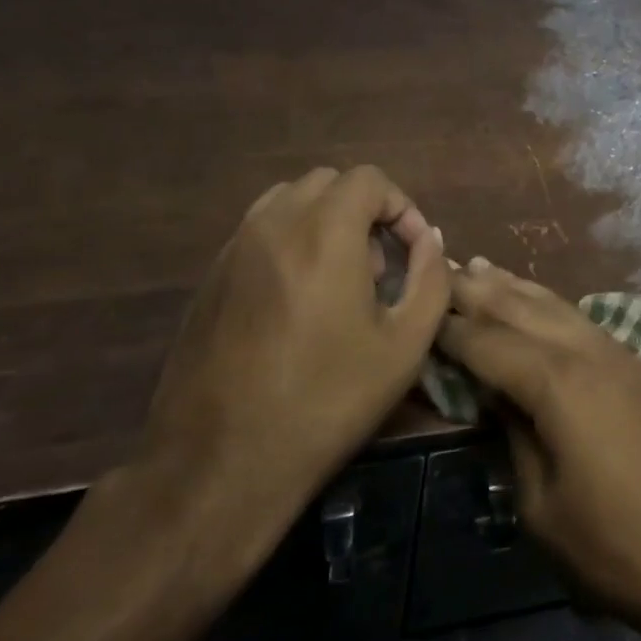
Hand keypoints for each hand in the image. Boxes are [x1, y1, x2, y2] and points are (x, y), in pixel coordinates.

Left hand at [131, 166, 448, 561]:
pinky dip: (290, 241)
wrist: (220, 461)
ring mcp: (233, 247)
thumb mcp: (404, 347)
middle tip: (378, 268)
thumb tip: (429, 239)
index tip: (412, 252)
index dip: (401, 207)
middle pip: (328, 183)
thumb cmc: (326, 402)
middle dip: (364, 212)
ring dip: (325, 222)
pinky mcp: (210, 275)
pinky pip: (259, 231)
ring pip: (289, 200)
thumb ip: (430, 278)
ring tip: (339, 280)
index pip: (368, 179)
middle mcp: (273, 224)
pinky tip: (298, 302)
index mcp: (323, 233)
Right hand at [438, 258, 640, 640]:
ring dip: (512, 286)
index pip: (485, 342)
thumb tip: (493, 401)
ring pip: (552, 304)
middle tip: (436, 267)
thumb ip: (512, 441)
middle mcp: (584, 351)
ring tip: (478, 266)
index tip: (414, 313)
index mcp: (555, 381)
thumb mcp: (542, 507)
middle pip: (518, 307)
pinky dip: (546, 304)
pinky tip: (536, 304)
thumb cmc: (620, 547)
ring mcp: (616, 355)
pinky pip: (577, 320)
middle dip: (475, 289)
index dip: (447, 329)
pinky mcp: (635, 369)